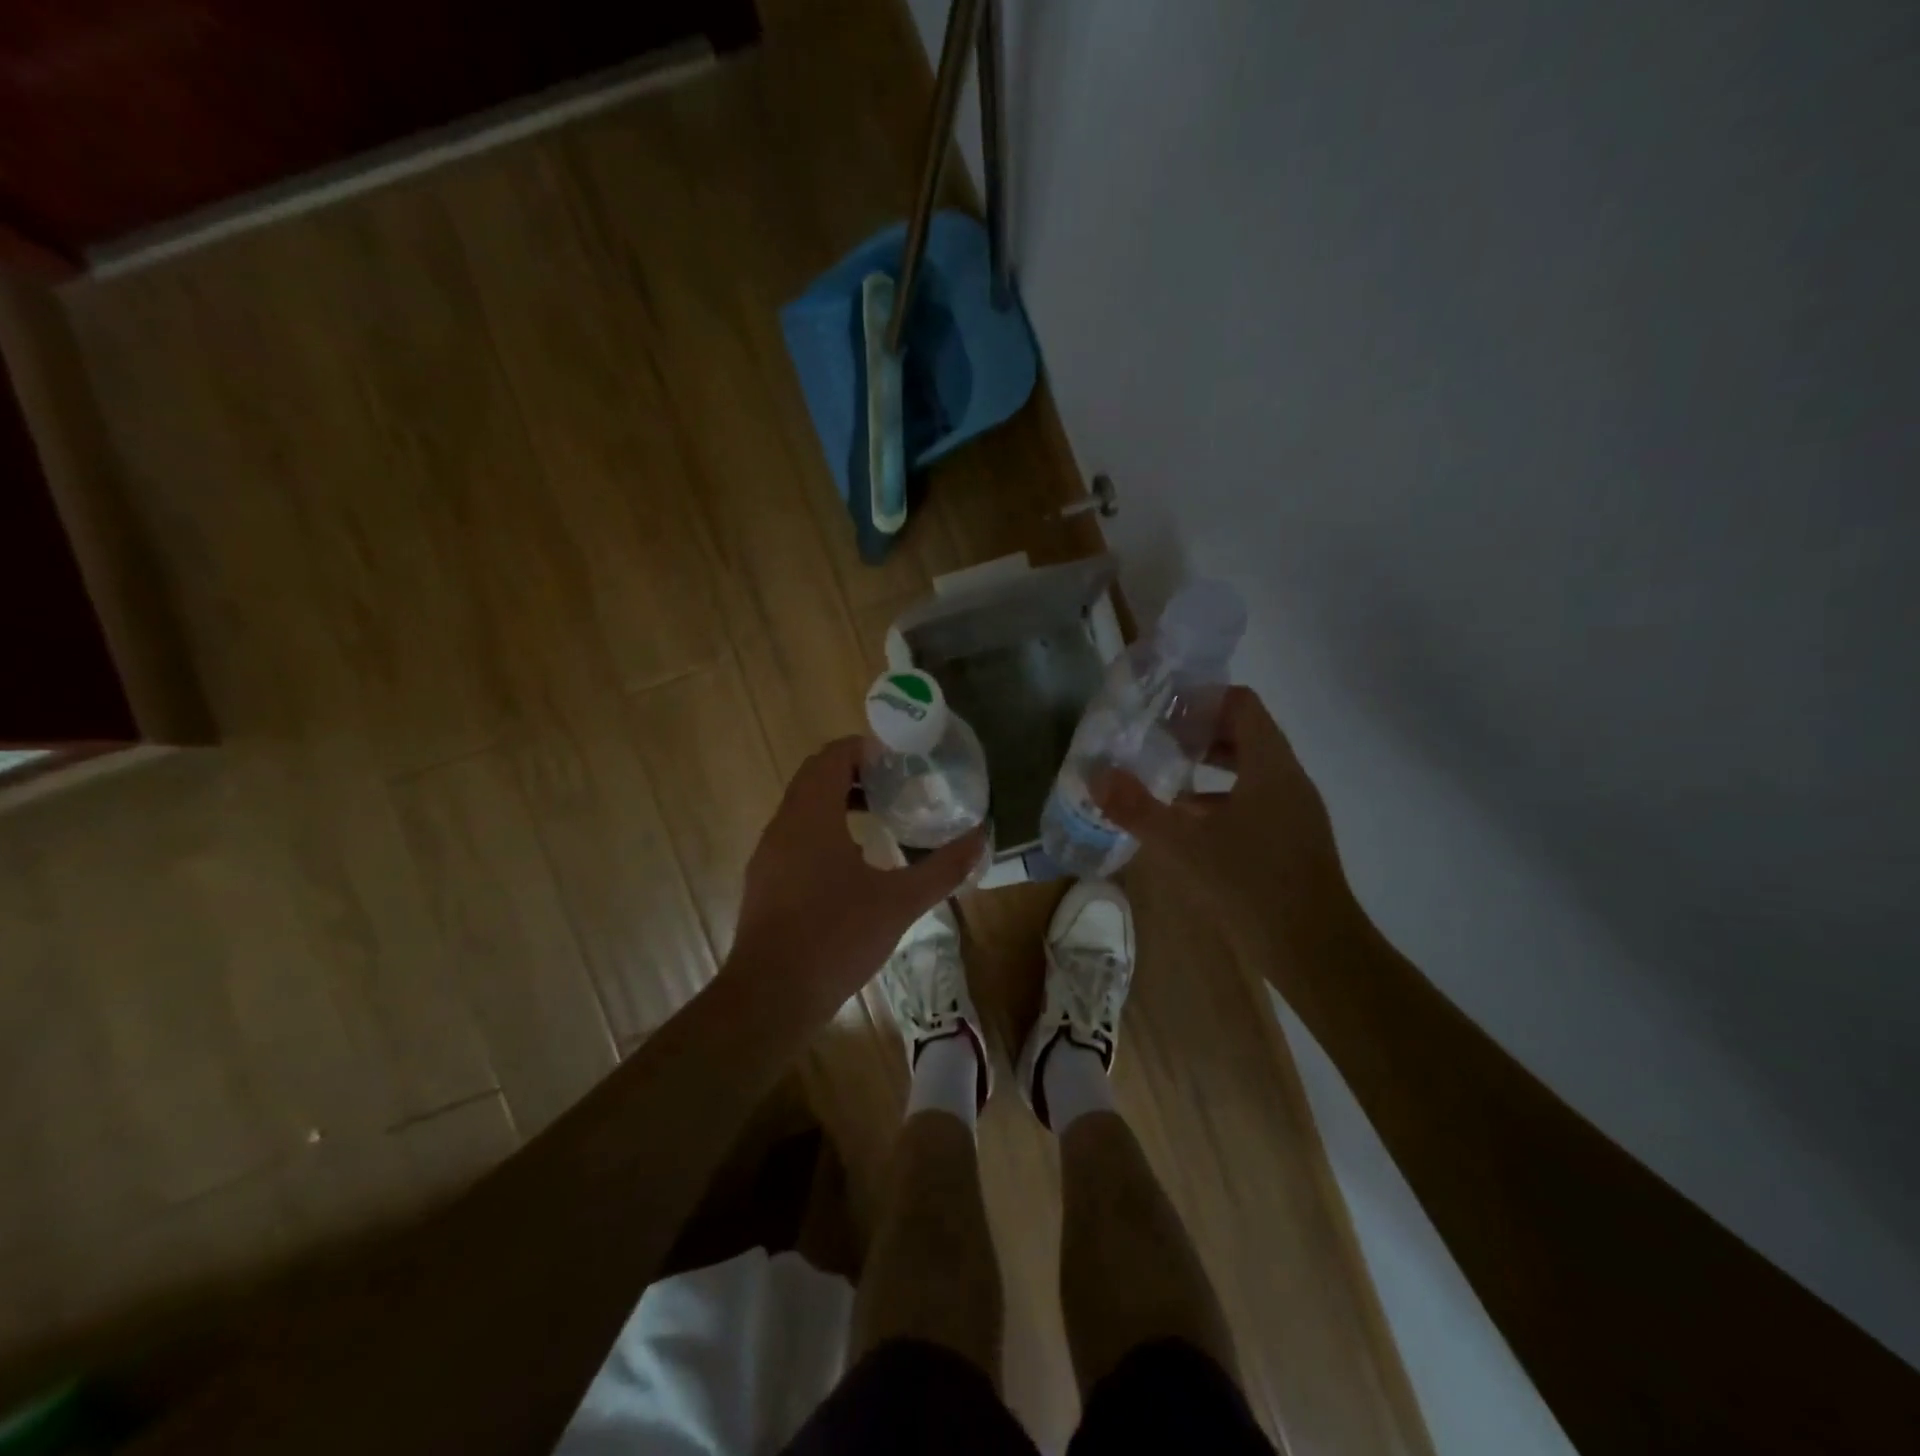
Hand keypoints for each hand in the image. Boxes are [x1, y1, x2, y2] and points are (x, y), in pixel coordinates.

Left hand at [729, 737, 986, 1013]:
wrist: (771, 996)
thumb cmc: (836, 937)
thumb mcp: (900, 902)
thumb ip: (943, 867)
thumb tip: (981, 837)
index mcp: (812, 815)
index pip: (832, 756)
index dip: (865, 749)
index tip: (900, 759)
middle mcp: (784, 824)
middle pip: (816, 776)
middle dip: (856, 773)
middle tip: (898, 784)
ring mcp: (768, 854)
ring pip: (803, 807)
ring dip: (839, 801)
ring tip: (882, 817)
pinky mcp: (764, 881)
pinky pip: (795, 835)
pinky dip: (824, 830)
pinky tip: (855, 862)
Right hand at [1095, 687, 1361, 970]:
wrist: (1316, 952)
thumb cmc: (1252, 886)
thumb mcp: (1184, 846)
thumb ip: (1137, 809)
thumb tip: (1096, 776)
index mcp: (1270, 766)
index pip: (1242, 704)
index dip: (1202, 698)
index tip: (1163, 709)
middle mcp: (1287, 779)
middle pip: (1244, 734)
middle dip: (1198, 732)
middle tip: (1153, 738)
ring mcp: (1293, 811)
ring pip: (1248, 770)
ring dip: (1207, 767)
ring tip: (1163, 775)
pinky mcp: (1291, 840)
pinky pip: (1253, 801)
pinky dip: (1219, 800)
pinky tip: (1186, 823)